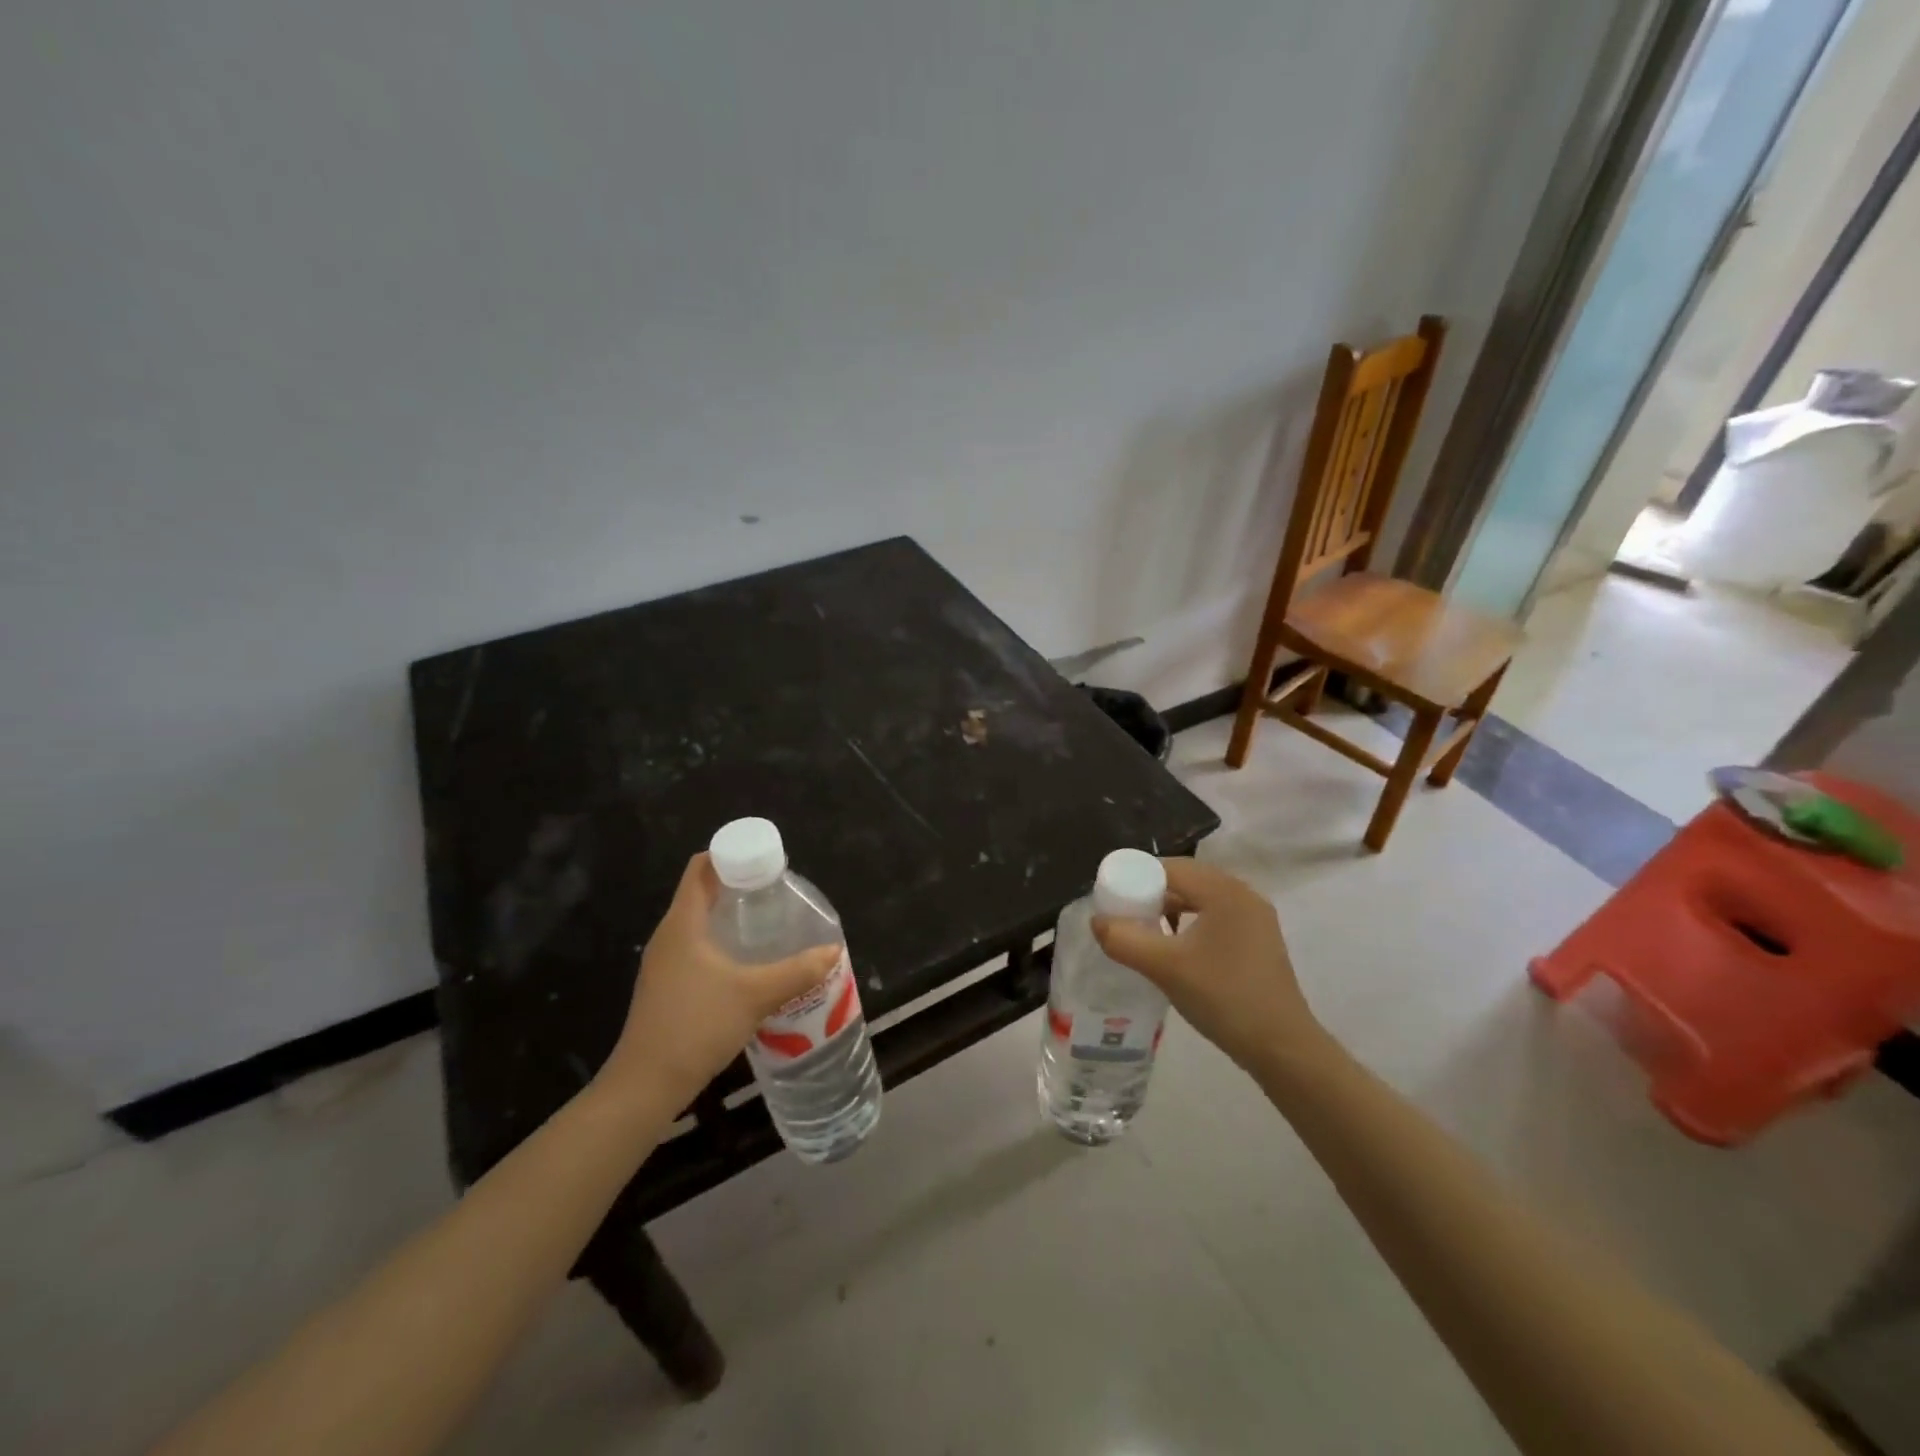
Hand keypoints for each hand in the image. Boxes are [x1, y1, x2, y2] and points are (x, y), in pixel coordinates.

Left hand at [600, 853, 841, 1109]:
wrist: (647, 1084)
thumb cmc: (697, 1024)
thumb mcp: (756, 994)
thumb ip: (798, 970)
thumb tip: (834, 950)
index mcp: (683, 923)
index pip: (701, 868)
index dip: (731, 855)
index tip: (765, 862)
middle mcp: (670, 936)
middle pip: (702, 893)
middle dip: (739, 887)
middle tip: (777, 892)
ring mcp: (665, 964)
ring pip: (700, 924)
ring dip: (731, 918)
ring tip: (770, 924)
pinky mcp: (667, 988)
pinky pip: (697, 949)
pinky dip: (722, 944)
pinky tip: (748, 964)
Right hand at [1092, 858, 1325, 1074]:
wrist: (1282, 1048)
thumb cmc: (1223, 998)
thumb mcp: (1164, 968)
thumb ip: (1124, 940)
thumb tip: (1097, 921)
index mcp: (1224, 891)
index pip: (1170, 867)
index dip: (1136, 878)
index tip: (1111, 900)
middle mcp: (1243, 895)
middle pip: (1185, 880)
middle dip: (1151, 894)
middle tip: (1124, 917)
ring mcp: (1255, 918)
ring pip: (1200, 900)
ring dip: (1170, 910)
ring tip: (1145, 933)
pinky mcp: (1258, 941)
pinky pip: (1215, 917)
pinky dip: (1190, 924)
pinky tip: (1176, 949)